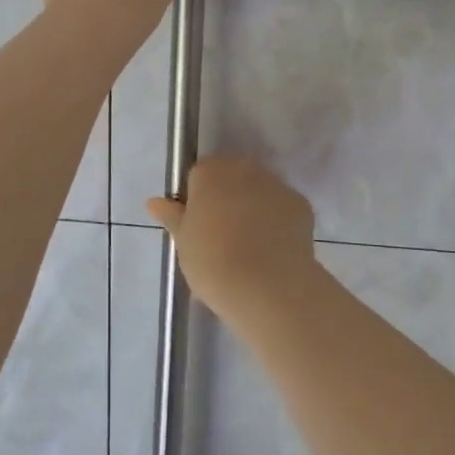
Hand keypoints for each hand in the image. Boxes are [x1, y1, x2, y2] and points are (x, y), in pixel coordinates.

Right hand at [146, 156, 323, 322]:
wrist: (267, 285)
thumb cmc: (213, 261)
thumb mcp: (183, 242)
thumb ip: (172, 216)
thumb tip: (154, 201)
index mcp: (211, 172)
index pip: (199, 176)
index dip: (197, 200)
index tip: (198, 227)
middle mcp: (245, 169)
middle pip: (232, 178)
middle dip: (227, 199)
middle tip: (221, 237)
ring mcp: (276, 184)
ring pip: (259, 191)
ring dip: (253, 208)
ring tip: (250, 247)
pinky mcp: (300, 204)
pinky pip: (282, 208)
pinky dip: (277, 222)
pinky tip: (272, 250)